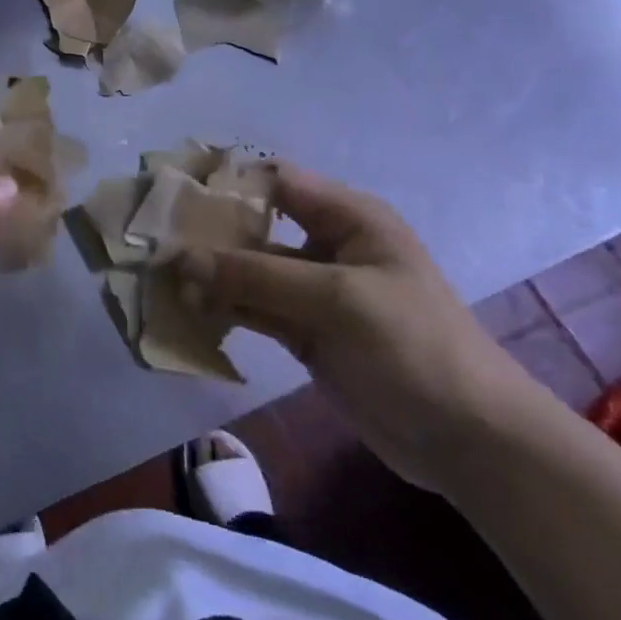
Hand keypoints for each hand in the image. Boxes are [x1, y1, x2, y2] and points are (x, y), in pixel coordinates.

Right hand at [180, 164, 549, 493]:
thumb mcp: (336, 299)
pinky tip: (185, 310)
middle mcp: (326, 245)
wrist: (468, 438)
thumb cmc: (412, 345)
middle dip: (207, 233)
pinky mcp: (303, 331)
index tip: (173, 194)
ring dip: (209, 275)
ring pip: (249, 271)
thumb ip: (256, 274)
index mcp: (346, 217)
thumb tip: (180, 257)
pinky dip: (222, 308)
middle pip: (255, 226)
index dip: (226, 183)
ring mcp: (313, 291)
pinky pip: (254, 308)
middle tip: (152, 241)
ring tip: (158, 278)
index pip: (275, 181)